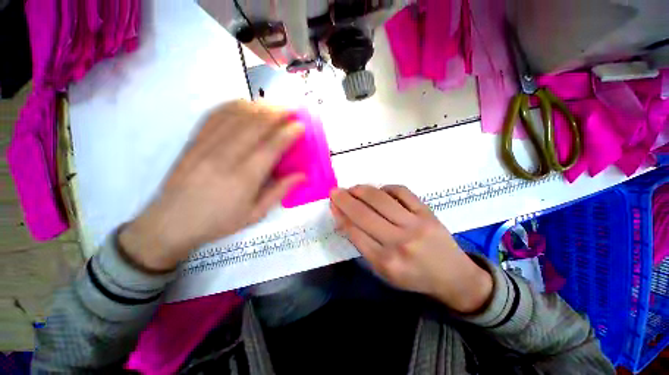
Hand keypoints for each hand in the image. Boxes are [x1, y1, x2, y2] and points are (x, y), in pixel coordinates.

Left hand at [119, 100, 303, 271]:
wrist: (171, 223)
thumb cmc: (219, 221)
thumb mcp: (255, 214)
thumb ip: (280, 192)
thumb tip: (302, 176)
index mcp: (245, 178)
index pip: (272, 146)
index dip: (288, 133)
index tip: (301, 126)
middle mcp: (226, 156)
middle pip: (255, 124)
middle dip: (277, 112)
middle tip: (292, 109)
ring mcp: (207, 145)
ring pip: (236, 115)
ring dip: (259, 106)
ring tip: (274, 104)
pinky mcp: (194, 140)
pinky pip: (215, 115)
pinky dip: (233, 105)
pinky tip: (245, 103)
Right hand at [330, 185, 492, 313]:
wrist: (452, 276)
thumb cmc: (413, 276)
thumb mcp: (383, 271)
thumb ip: (363, 245)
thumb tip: (345, 220)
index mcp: (386, 262)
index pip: (355, 232)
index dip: (340, 215)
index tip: (332, 204)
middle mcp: (399, 242)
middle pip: (364, 214)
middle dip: (345, 200)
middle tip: (335, 191)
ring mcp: (415, 225)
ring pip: (381, 199)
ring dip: (362, 190)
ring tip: (353, 188)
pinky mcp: (427, 212)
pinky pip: (401, 192)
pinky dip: (386, 188)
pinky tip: (380, 191)